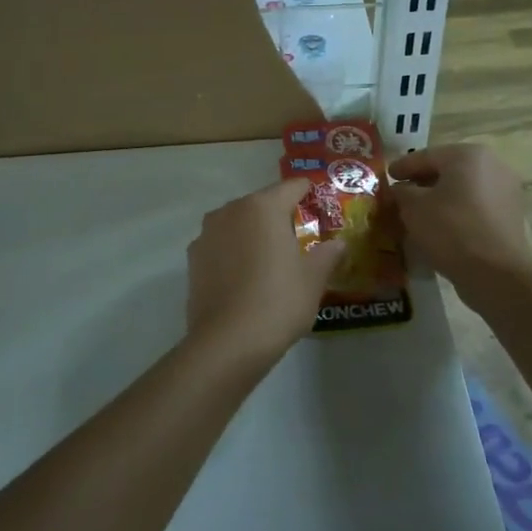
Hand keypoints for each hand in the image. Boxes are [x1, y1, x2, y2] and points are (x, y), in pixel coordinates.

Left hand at [186, 179, 343, 369]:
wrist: (227, 342)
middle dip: (280, 215)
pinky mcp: (193, 258)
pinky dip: (234, 252)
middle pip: (262, 204)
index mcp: (264, 207)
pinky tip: (245, 275)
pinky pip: (221, 244)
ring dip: (254, 233)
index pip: (291, 187)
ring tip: (271, 258)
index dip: (308, 192)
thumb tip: (338, 244)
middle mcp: (232, 210)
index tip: (320, 203)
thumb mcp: (313, 279)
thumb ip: (327, 255)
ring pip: (238, 223)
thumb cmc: (278, 302)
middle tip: (300, 237)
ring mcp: (207, 233)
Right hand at [388, 145, 531, 292]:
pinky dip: (457, 212)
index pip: (426, 156)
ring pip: (463, 190)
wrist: (497, 272)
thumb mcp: (413, 208)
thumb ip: (402, 192)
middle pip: (448, 171)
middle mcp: (492, 164)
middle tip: (401, 195)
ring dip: (441, 199)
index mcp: (467, 154)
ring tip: (419, 214)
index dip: (403, 167)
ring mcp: (506, 190)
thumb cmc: (451, 229)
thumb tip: (400, 190)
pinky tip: (441, 227)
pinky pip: (476, 207)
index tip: (387, 176)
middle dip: (423, 183)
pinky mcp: (511, 215)